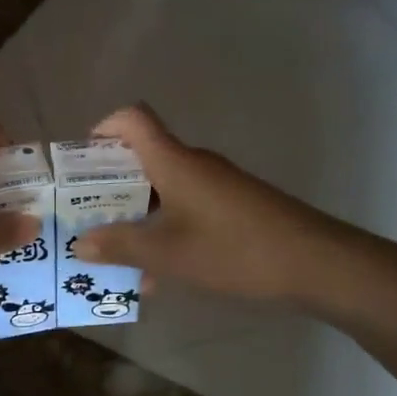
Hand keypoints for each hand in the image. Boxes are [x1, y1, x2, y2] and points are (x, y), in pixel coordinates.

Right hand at [72, 105, 358, 303]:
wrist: (316, 263)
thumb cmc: (234, 250)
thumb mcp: (168, 254)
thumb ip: (121, 246)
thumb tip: (80, 243)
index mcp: (173, 161)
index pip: (132, 119)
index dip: (102, 129)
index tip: (81, 163)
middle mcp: (194, 164)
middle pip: (143, 158)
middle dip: (110, 188)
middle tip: (86, 219)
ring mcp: (217, 185)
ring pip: (164, 191)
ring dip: (138, 218)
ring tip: (117, 258)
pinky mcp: (234, 206)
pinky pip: (186, 209)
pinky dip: (166, 232)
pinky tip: (159, 276)